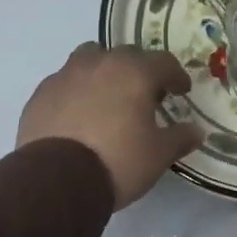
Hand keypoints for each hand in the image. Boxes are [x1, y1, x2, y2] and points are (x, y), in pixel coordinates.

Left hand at [17, 43, 202, 209]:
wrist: (56, 181)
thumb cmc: (118, 161)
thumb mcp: (159, 155)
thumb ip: (180, 138)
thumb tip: (196, 131)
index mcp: (134, 72)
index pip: (164, 62)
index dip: (176, 76)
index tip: (181, 91)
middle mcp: (99, 64)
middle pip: (125, 55)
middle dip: (139, 71)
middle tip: (145, 96)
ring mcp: (65, 75)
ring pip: (89, 60)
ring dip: (104, 73)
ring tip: (108, 99)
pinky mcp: (40, 94)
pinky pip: (65, 83)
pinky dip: (77, 92)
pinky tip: (79, 116)